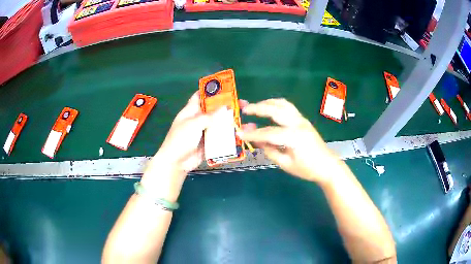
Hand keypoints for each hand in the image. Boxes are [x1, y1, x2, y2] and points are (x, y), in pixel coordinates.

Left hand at [141, 91, 247, 200]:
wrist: (176, 162)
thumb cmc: (180, 139)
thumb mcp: (193, 124)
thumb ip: (209, 116)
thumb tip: (225, 108)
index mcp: (191, 110)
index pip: (200, 96)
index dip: (210, 90)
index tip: (225, 87)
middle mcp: (198, 119)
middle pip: (214, 109)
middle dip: (226, 106)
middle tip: (242, 104)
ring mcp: (204, 131)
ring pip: (219, 123)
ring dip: (230, 121)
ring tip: (244, 120)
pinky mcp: (209, 142)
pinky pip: (220, 136)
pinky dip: (228, 135)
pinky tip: (239, 134)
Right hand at [239, 98, 341, 184]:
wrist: (327, 166)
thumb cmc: (307, 169)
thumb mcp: (286, 164)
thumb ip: (269, 150)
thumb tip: (255, 140)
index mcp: (294, 137)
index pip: (268, 133)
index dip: (252, 134)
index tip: (238, 132)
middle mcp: (298, 124)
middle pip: (275, 110)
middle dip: (257, 108)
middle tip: (244, 108)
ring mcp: (302, 119)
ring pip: (282, 104)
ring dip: (267, 103)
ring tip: (254, 106)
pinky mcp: (303, 119)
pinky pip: (288, 107)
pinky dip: (276, 104)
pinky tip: (269, 107)